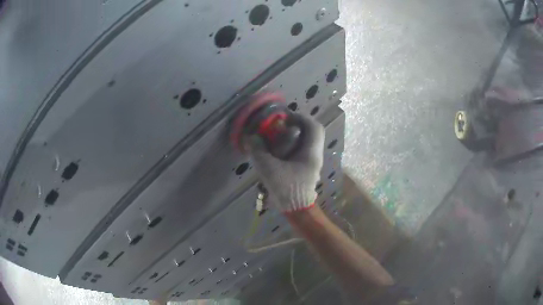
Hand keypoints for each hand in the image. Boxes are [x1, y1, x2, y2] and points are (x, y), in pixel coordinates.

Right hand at [249, 114, 323, 212]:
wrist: (297, 211)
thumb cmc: (287, 189)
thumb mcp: (269, 169)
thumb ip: (258, 151)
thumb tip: (251, 138)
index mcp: (311, 153)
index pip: (314, 127)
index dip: (301, 118)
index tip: (286, 118)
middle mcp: (315, 156)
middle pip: (311, 133)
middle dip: (297, 127)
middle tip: (281, 128)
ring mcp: (312, 164)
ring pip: (307, 143)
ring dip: (294, 138)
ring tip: (277, 140)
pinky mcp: (307, 170)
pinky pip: (301, 153)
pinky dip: (291, 148)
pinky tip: (278, 154)